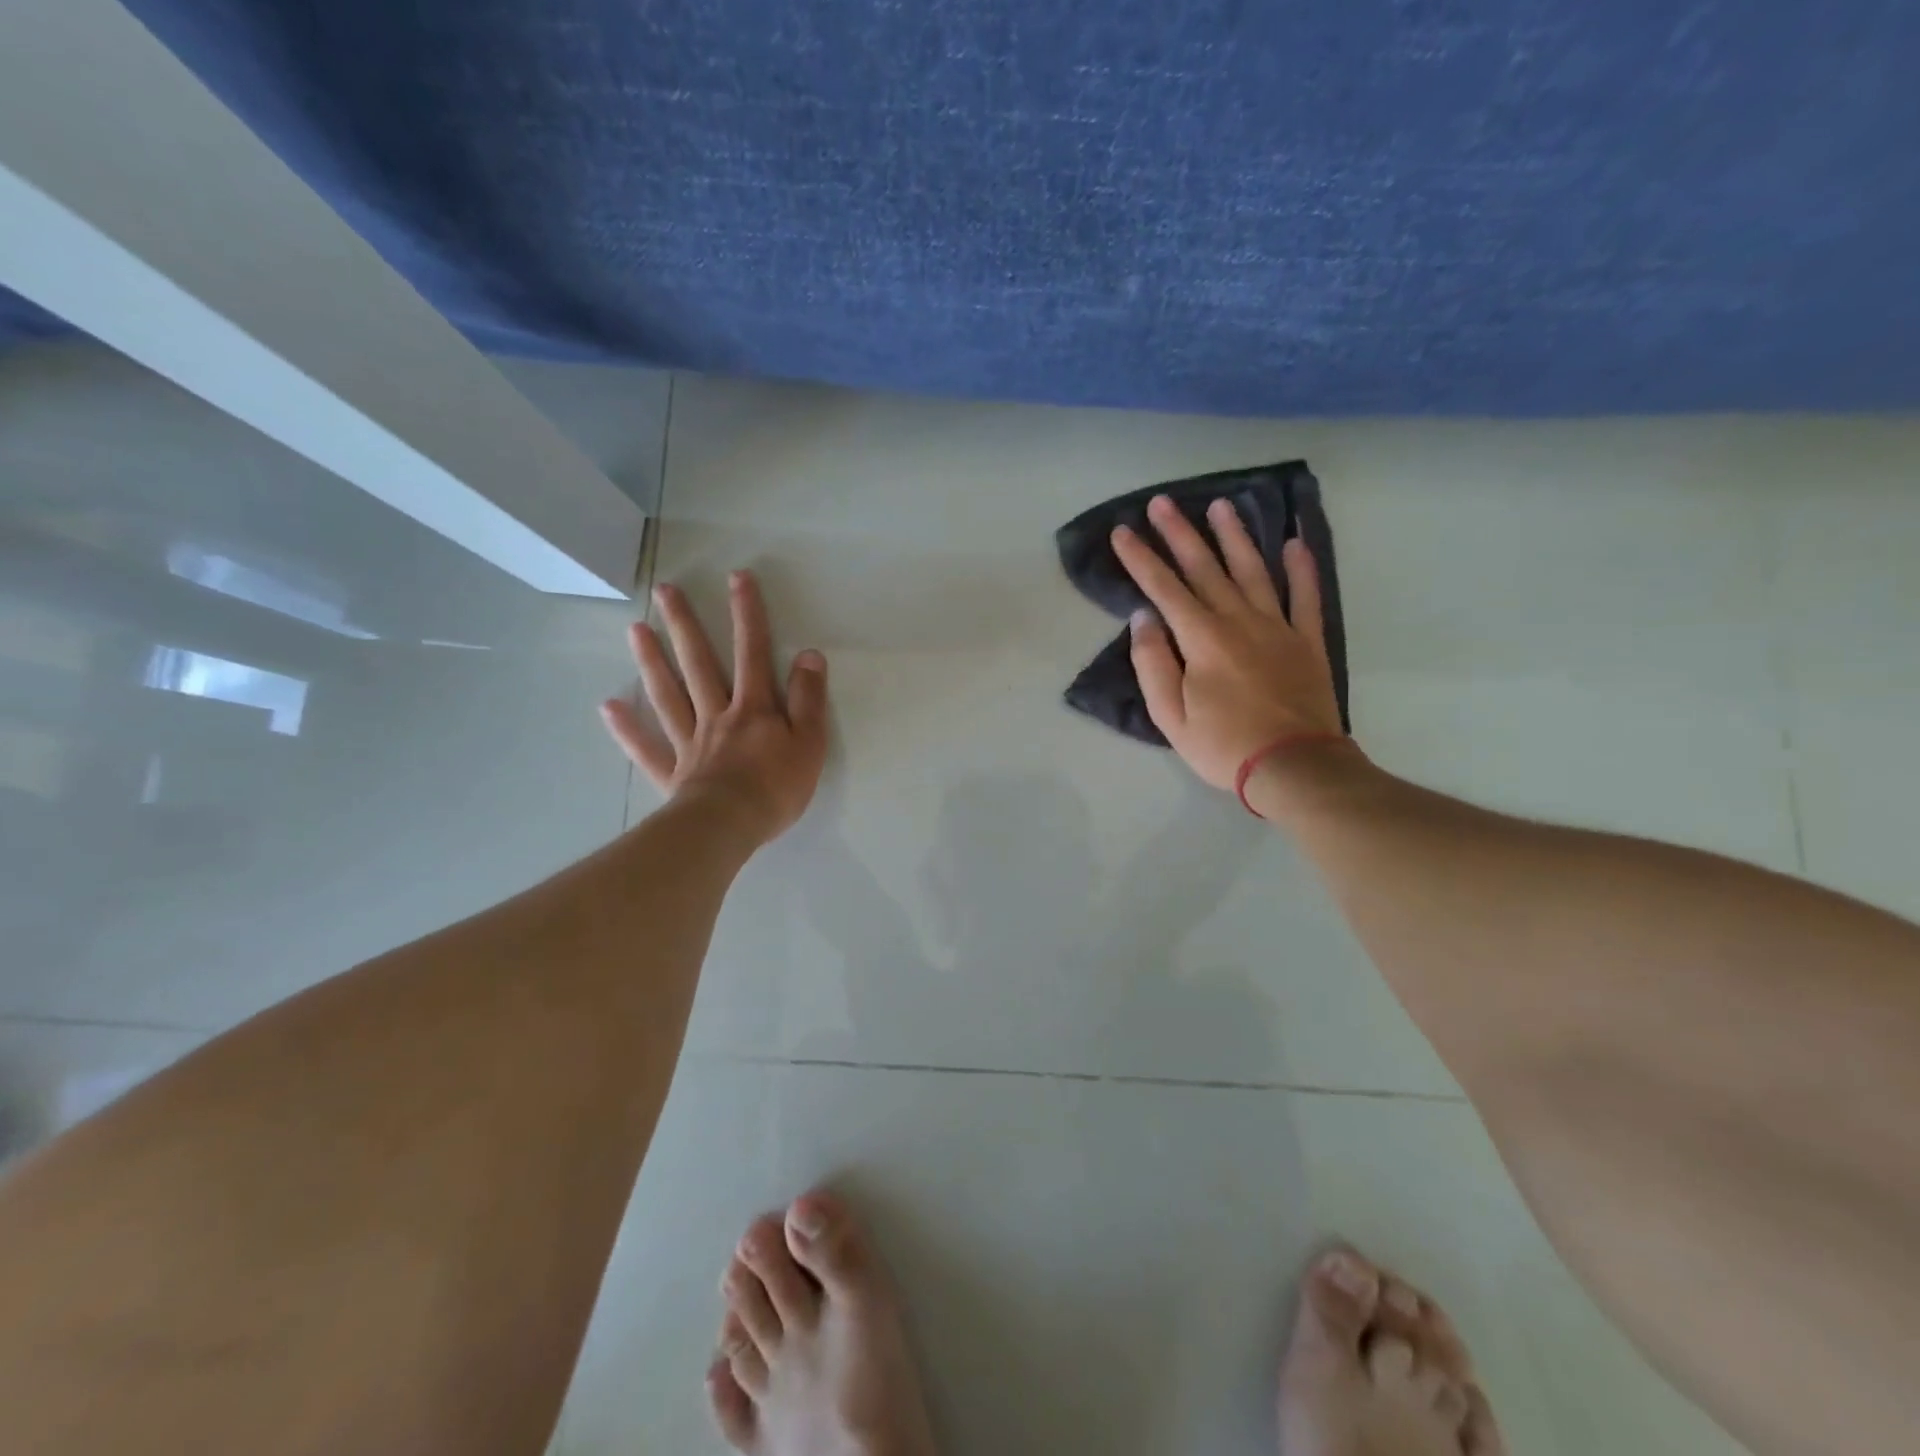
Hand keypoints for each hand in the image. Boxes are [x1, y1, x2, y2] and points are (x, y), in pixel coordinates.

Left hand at [600, 571, 828, 845]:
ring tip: (635, 629)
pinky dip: (628, 727)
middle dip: (685, 625)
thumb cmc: (776, 787)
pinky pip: (646, 747)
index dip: (748, 614)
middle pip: (699, 664)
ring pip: (669, 695)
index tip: (737, 578)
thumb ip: (809, 699)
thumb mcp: (809, 742)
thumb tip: (809, 655)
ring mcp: (690, 742)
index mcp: (754, 708)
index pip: (753, 653)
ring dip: (652, 661)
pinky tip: (610, 706)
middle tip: (665, 591)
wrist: (730, 826)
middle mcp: (717, 715)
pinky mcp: (672, 772)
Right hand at [1112, 494, 1343, 791]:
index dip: (1140, 559)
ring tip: (1221, 506)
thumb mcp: (1170, 716)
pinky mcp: (1307, 641)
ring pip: (1253, 571)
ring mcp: (1278, 627)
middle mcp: (1239, 621)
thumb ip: (1153, 664)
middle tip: (1162, 502)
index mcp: (1202, 639)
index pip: (1164, 589)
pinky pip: (1305, 596)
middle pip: (1206, 568)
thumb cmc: (1223, 746)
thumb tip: (1143, 619)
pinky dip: (1302, 568)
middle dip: (1180, 534)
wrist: (1295, 767)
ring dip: (1234, 537)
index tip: (1123, 531)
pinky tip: (1294, 543)